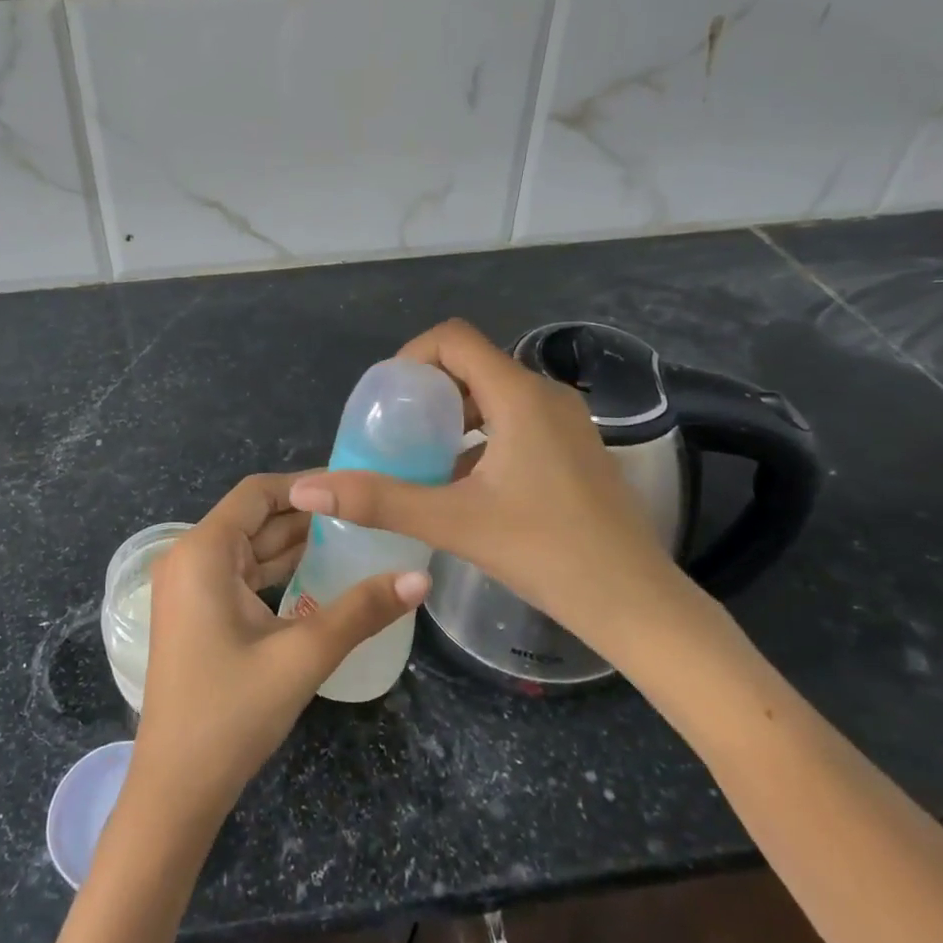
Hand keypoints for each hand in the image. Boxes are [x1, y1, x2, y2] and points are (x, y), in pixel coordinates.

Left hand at [127, 473, 427, 830]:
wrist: (176, 789)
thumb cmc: (232, 713)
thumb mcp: (302, 656)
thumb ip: (361, 611)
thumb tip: (420, 577)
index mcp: (203, 551)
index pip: (257, 492)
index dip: (305, 484)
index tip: (354, 487)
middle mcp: (190, 558)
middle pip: (254, 518)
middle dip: (307, 515)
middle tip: (366, 514)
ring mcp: (190, 588)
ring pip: (250, 548)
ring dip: (295, 544)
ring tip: (355, 539)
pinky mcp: (197, 614)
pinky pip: (241, 576)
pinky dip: (278, 572)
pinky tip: (319, 577)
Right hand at [288, 320, 705, 664]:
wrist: (636, 603)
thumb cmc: (547, 553)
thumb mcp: (454, 523)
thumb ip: (379, 501)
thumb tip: (306, 488)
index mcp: (519, 396)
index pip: (454, 339)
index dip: (412, 356)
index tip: (387, 399)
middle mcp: (546, 395)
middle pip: (473, 363)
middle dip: (428, 388)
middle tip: (396, 429)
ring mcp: (566, 422)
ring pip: (496, 393)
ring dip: (454, 413)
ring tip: (423, 455)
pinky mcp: (575, 448)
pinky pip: (517, 419)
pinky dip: (482, 433)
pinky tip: (465, 482)